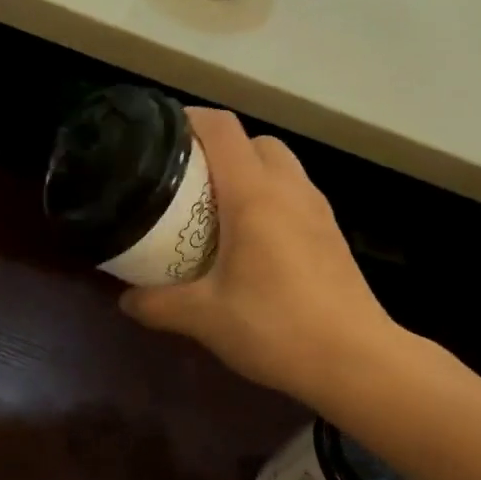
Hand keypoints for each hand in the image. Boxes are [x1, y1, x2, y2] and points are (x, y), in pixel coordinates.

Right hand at [118, 109, 396, 408]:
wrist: (355, 359)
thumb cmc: (275, 327)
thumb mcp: (203, 317)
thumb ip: (157, 304)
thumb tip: (125, 300)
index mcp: (253, 194)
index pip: (220, 128)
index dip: (188, 120)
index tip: (159, 137)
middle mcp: (289, 188)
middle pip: (254, 141)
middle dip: (219, 150)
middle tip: (187, 182)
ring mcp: (317, 209)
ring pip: (280, 166)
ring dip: (248, 173)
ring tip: (217, 211)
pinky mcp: (332, 233)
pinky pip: (295, 194)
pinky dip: (270, 199)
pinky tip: (253, 243)